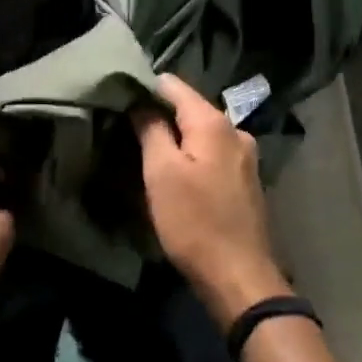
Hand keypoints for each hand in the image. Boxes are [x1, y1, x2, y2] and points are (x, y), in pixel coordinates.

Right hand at [132, 75, 290, 326]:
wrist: (239, 277)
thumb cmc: (194, 222)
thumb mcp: (161, 173)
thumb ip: (151, 129)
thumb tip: (140, 101)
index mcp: (214, 122)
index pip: (172, 84)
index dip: (143, 89)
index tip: (117, 101)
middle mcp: (235, 131)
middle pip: (187, 108)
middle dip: (157, 115)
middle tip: (124, 129)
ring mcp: (244, 156)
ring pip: (199, 133)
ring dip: (174, 139)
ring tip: (145, 152)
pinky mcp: (244, 180)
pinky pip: (210, 153)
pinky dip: (191, 156)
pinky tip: (175, 173)